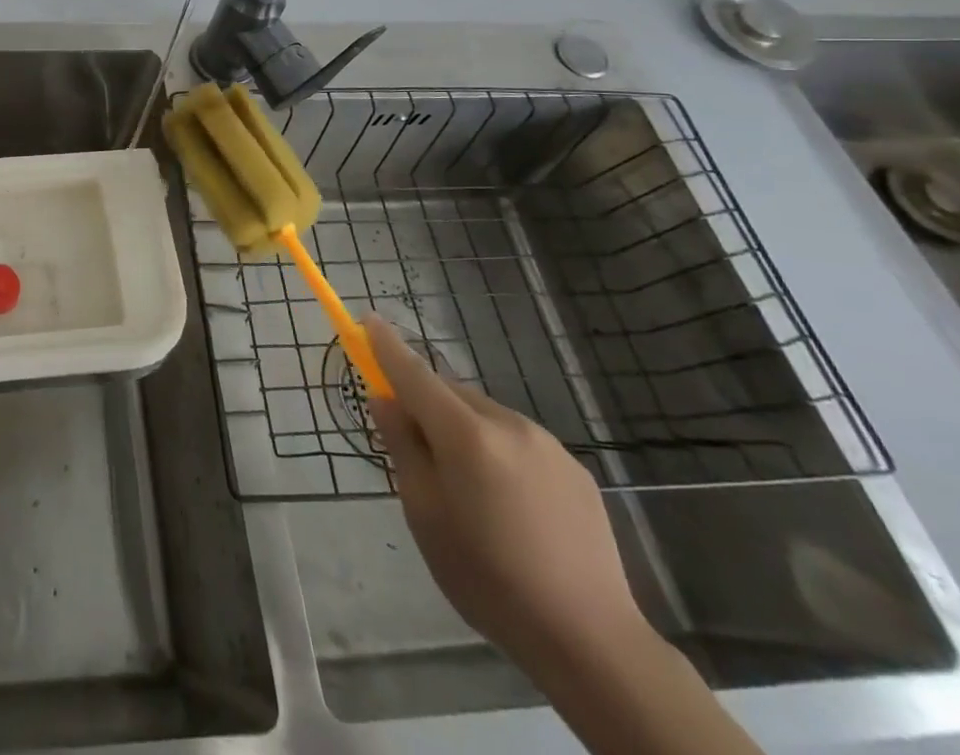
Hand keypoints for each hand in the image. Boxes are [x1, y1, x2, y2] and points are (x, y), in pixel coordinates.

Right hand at [364, 315, 650, 676]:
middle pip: (451, 395)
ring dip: (465, 431)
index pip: (414, 374)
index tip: (368, 319)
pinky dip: (499, 453)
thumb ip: (403, 447)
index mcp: (466, 435)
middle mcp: (508, 424)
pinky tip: (509, 505)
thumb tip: (386, 399)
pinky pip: (519, 442)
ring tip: (469, 490)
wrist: (591, 641)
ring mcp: (548, 445)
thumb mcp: (424, 513)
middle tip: (417, 451)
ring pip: (485, 417)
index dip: (387, 346)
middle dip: (427, 406)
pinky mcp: (575, 470)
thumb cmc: (487, 578)